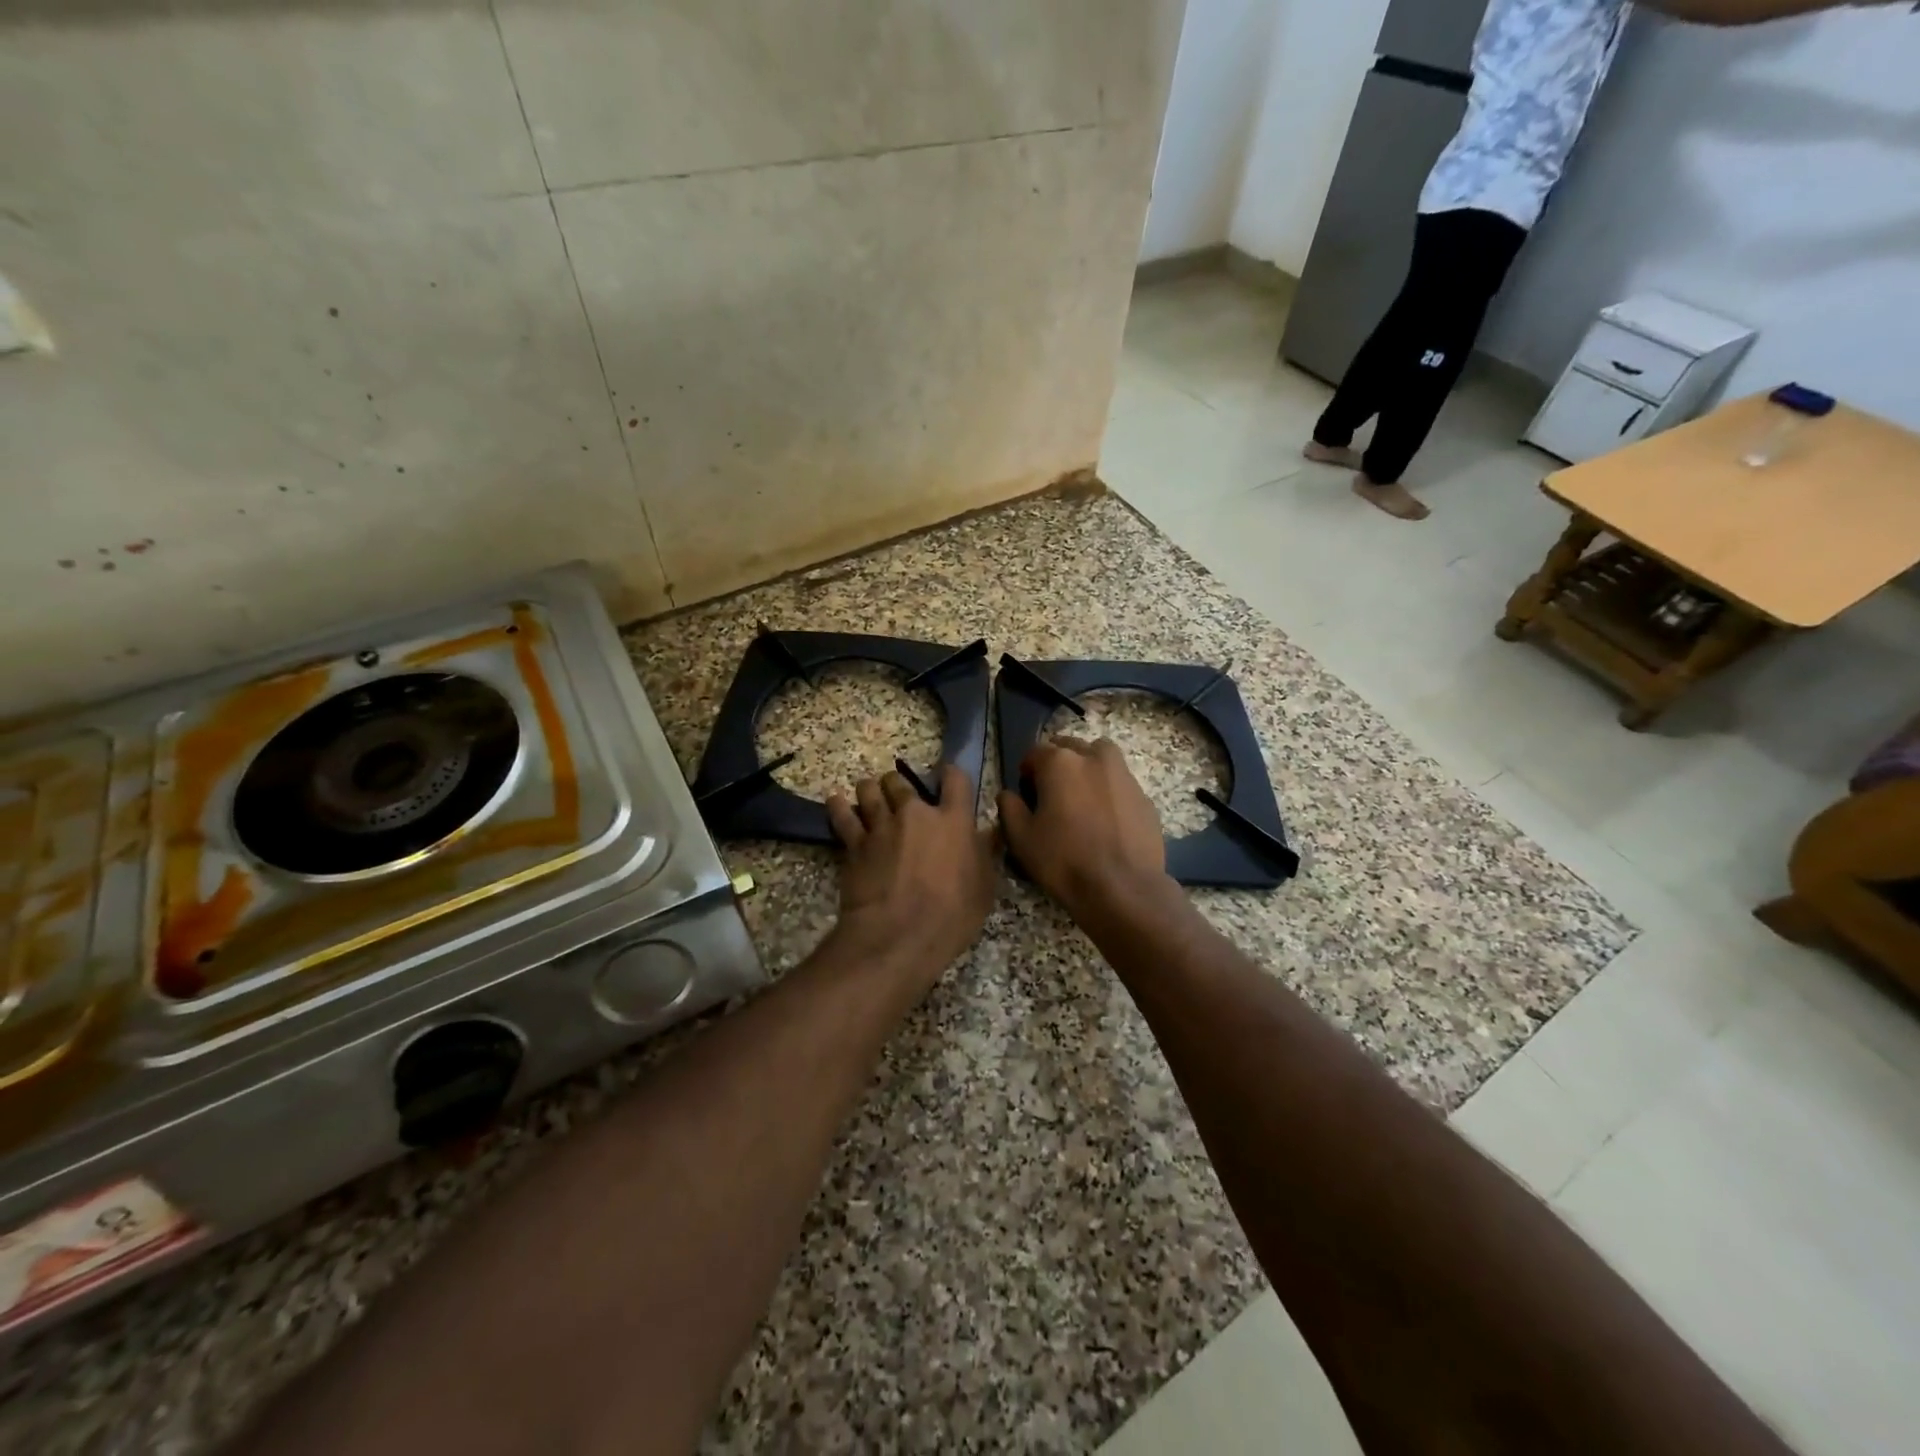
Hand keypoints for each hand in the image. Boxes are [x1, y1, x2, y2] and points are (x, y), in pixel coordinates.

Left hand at [826, 764, 997, 992]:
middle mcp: (915, 814)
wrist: (898, 936)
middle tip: (899, 797)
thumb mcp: (983, 888)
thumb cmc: (951, 915)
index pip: (955, 779)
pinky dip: (839, 807)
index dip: (950, 775)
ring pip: (869, 790)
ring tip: (870, 796)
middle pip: (901, 781)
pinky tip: (836, 802)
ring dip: (870, 791)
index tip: (947, 779)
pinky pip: (842, 816)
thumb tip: (991, 833)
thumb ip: (985, 854)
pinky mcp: (854, 844)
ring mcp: (881, 826)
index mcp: (953, 821)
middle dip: (899, 785)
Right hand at [997, 738, 1168, 915]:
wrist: (1123, 888)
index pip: (1035, 752)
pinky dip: (1109, 790)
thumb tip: (1008, 794)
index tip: (1025, 793)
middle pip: (1070, 747)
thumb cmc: (1063, 861)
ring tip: (1081, 797)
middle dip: (1057, 763)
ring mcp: (1124, 775)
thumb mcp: (1021, 838)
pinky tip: (1106, 819)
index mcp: (1060, 763)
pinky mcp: (1144, 797)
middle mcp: (1094, 758)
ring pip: (1101, 757)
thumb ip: (1009, 808)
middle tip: (1052, 793)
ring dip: (1087, 767)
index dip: (1026, 771)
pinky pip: (1120, 783)